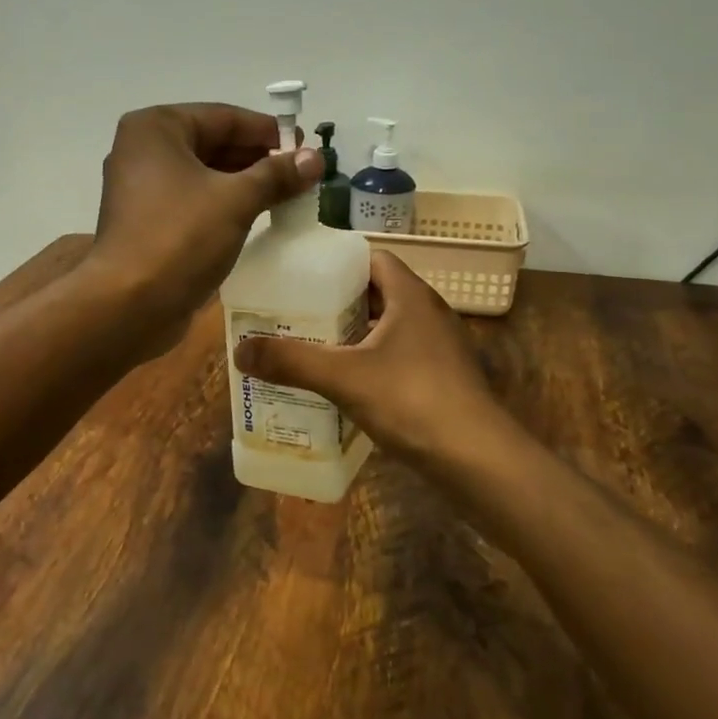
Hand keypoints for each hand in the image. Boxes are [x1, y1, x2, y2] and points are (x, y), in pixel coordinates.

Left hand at [85, 103, 322, 337]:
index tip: (306, 146)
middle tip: (302, 172)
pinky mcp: (146, 222)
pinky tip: (257, 216)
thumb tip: (315, 158)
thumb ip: (277, 174)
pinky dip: (223, 205)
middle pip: (212, 143)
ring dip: (244, 183)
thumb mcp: (236, 200)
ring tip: (288, 194)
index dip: (268, 131)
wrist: (129, 304)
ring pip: (203, 175)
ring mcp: (140, 188)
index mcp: (156, 128)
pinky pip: (193, 201)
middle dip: (258, 158)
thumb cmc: (180, 237)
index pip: (223, 117)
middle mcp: (142, 150)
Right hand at [231, 250, 506, 467]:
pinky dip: (370, 363)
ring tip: (311, 348)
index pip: (372, 258)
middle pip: (377, 294)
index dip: (337, 263)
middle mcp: (429, 314)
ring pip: (387, 329)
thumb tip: (238, 350)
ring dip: (353, 335)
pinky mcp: (442, 380)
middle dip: (337, 302)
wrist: (478, 460)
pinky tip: (344, 385)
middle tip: (295, 314)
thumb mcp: (343, 377)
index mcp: (411, 296)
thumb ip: (291, 361)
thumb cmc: (413, 400)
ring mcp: (439, 349)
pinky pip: (398, 358)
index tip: (300, 276)